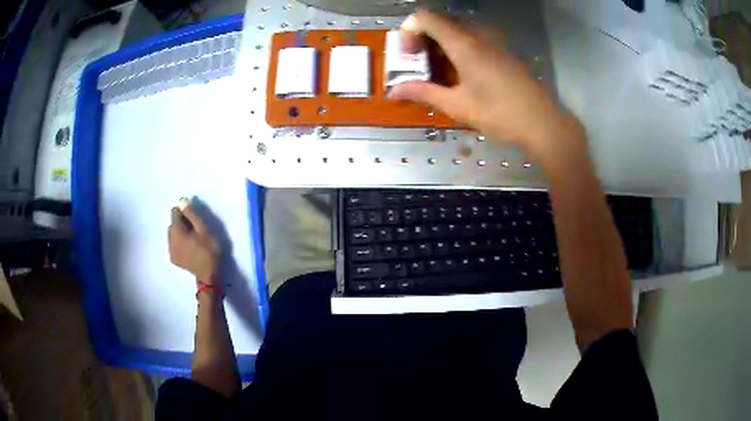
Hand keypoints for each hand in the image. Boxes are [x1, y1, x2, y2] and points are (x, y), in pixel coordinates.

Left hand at [168, 203, 219, 283]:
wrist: (208, 275)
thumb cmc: (208, 250)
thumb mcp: (203, 230)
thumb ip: (191, 215)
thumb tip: (182, 201)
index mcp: (176, 231)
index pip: (174, 213)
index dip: (184, 213)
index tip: (194, 220)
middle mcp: (169, 239)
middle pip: (173, 224)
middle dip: (181, 224)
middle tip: (194, 231)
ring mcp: (170, 250)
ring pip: (172, 235)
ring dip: (180, 234)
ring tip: (191, 241)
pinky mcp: (173, 259)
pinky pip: (173, 245)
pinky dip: (179, 244)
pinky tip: (188, 249)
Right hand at [390, 11, 583, 159]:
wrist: (544, 123)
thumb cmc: (500, 114)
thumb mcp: (458, 106)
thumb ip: (424, 93)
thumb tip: (394, 90)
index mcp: (464, 44)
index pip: (426, 18)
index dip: (409, 31)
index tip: (408, 55)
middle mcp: (478, 36)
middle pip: (441, 24)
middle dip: (423, 41)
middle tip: (419, 66)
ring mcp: (494, 42)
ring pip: (458, 32)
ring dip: (441, 47)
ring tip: (438, 74)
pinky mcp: (503, 52)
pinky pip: (473, 41)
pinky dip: (458, 51)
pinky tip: (461, 76)